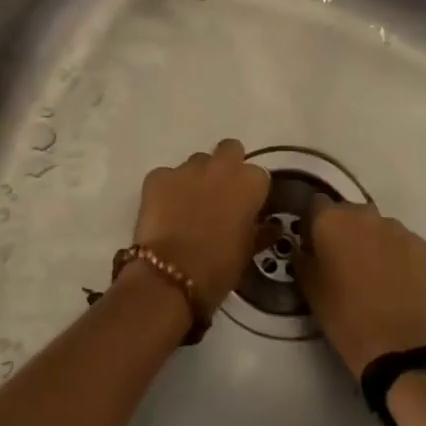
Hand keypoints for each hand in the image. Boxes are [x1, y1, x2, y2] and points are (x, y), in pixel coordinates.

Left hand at [130, 139, 270, 314]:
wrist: (171, 275)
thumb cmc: (219, 267)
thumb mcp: (248, 251)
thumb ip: (260, 230)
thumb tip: (268, 225)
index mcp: (250, 182)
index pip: (258, 175)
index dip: (251, 191)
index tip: (246, 207)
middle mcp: (221, 166)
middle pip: (229, 150)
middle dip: (226, 166)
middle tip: (220, 194)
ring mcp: (187, 168)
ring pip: (197, 162)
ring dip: (197, 178)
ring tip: (188, 205)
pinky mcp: (157, 176)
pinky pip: (166, 176)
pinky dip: (167, 189)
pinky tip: (164, 212)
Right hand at [302, 200, 425, 375]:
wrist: (397, 344)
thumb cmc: (343, 315)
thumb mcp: (308, 287)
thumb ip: (301, 257)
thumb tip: (303, 246)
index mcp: (331, 219)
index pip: (316, 204)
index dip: (313, 223)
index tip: (313, 245)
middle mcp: (364, 213)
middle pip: (348, 212)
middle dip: (343, 230)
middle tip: (342, 261)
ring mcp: (396, 227)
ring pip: (376, 226)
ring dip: (370, 240)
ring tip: (371, 273)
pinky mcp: (421, 244)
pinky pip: (400, 241)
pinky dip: (394, 253)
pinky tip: (393, 279)